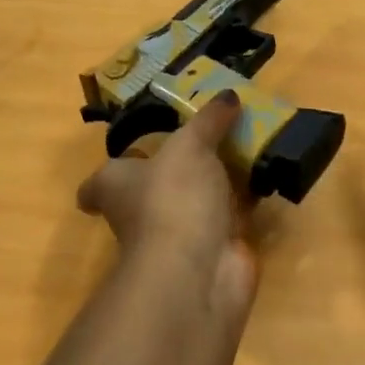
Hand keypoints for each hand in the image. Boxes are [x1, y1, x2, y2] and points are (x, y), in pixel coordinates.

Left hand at [77, 91, 256, 317]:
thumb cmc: (173, 197)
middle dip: (177, 170)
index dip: (111, 172)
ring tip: (245, 149)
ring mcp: (178, 235)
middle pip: (153, 190)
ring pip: (195, 203)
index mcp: (117, 187)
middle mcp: (141, 213)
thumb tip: (227, 97)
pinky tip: (266, 180)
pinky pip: (229, 219)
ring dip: (217, 184)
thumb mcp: (189, 145)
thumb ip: (208, 121)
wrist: (199, 267)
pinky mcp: (213, 250)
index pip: (98, 184)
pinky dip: (244, 203)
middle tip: (208, 140)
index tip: (131, 152)